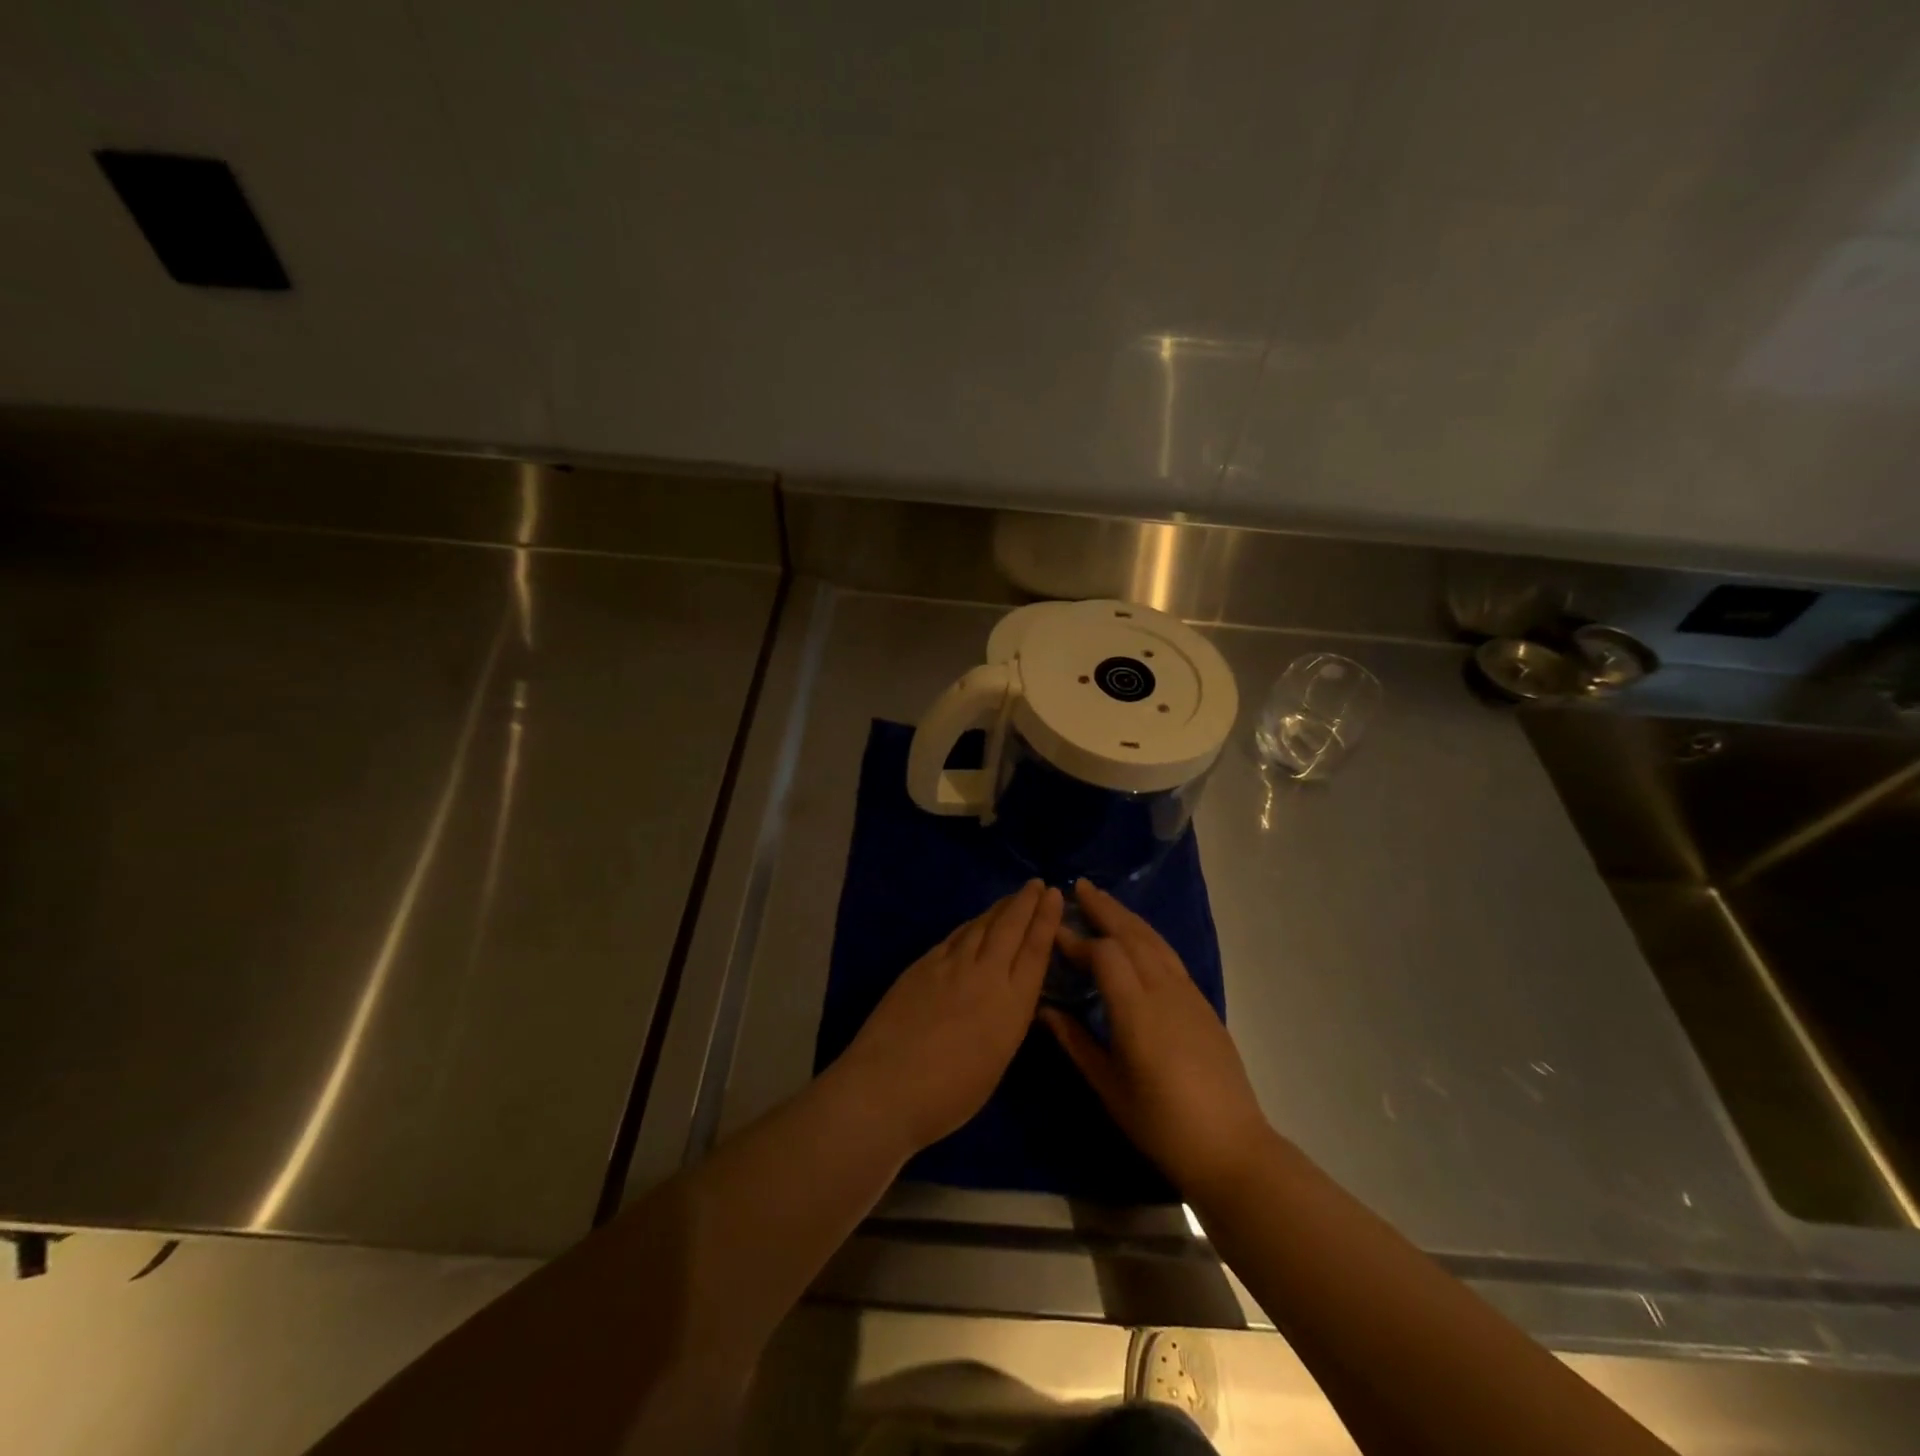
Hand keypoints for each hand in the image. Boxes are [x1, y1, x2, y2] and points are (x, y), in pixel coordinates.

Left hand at [835, 880, 1063, 1155]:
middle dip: (1026, 902)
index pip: (1035, 951)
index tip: (1053, 895)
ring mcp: (951, 966)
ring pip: (981, 926)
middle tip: (1036, 884)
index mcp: (1011, 1005)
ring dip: (1000, 908)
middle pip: (1010, 928)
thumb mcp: (996, 1062)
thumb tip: (1011, 996)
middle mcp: (986, 975)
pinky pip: (955, 936)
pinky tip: (974, 922)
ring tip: (1013, 897)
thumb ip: (1007, 1022)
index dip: (1046, 920)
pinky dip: (971, 925)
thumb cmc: (948, 1096)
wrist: (886, 1087)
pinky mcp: (923, 965)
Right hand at [1041, 880, 1271, 1198]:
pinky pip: (1169, 956)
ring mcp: (1188, 994)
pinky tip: (1136, 939)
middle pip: (1132, 935)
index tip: (1053, 931)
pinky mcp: (1202, 1003)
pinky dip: (1147, 936)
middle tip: (1079, 888)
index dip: (1077, 940)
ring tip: (1104, 902)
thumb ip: (1075, 1042)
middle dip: (1105, 908)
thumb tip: (1044, 1010)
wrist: (1231, 1147)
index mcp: (1137, 1011)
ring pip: (1154, 941)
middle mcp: (1164, 991)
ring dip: (1127, 917)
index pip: (1104, 955)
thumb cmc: (1161, 1123)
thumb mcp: (1109, 1087)